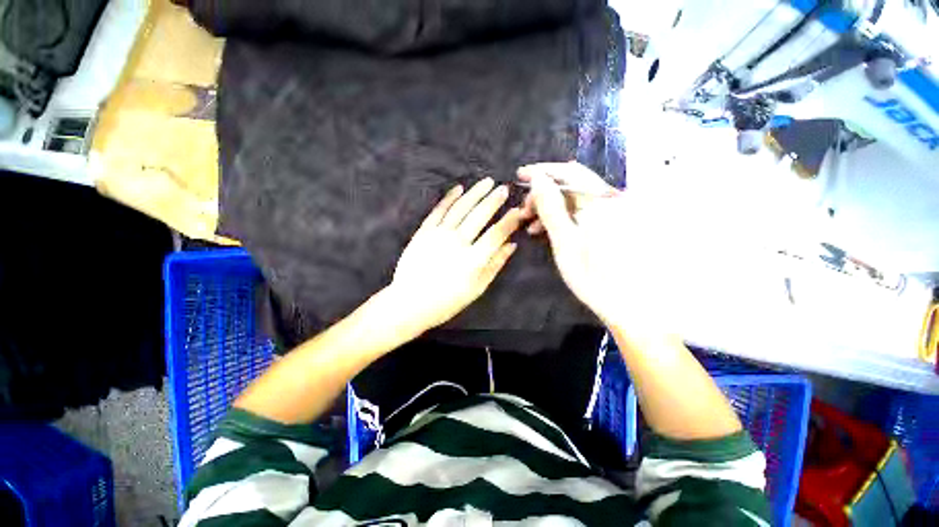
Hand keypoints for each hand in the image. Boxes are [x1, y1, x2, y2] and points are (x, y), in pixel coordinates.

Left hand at [389, 178, 523, 330]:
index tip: (517, 211)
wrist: (410, 302)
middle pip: (479, 216)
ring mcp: (438, 235)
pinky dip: (449, 198)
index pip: (496, 234)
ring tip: (486, 182)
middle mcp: (457, 242)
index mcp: (473, 259)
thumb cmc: (447, 301)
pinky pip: (438, 211)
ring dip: (475, 193)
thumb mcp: (476, 289)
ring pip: (460, 208)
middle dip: (494, 200)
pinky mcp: (424, 232)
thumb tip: (511, 245)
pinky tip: (459, 188)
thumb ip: (495, 265)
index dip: (509, 221)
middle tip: (503, 188)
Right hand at [519, 162, 674, 329]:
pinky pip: (582, 209)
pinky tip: (549, 228)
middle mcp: (611, 199)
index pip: (568, 173)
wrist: (631, 305)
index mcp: (601, 201)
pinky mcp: (612, 221)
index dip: (542, 171)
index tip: (520, 175)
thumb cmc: (594, 277)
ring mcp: (614, 210)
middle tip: (524, 210)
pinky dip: (563, 215)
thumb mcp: (565, 242)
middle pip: (572, 183)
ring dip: (551, 206)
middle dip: (544, 192)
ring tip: (531, 223)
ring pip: (575, 198)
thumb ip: (551, 208)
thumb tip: (537, 179)